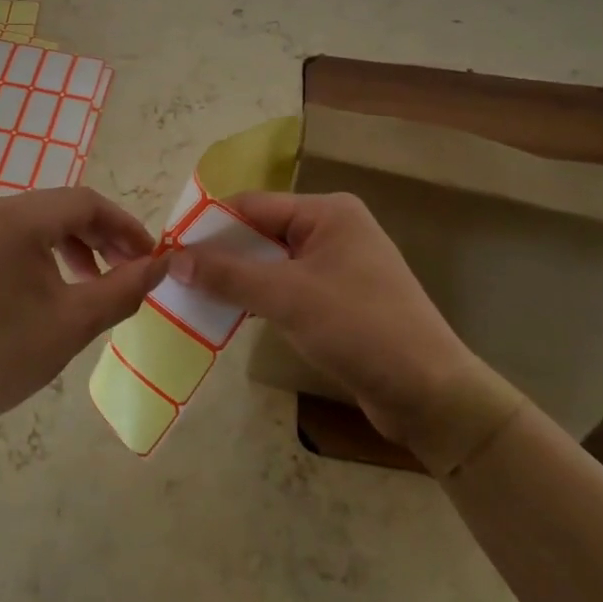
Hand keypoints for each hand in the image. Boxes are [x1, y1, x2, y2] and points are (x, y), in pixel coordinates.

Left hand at [0, 187, 169, 440]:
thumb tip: (162, 265)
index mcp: (16, 218)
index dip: (126, 227)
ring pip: (38, 221)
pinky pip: (13, 235)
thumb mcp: (72, 324)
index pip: (87, 202)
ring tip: (96, 284)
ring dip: (74, 246)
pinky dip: (43, 253)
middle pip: (61, 208)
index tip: (151, 258)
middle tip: (129, 273)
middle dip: (101, 237)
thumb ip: (123, 289)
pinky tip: (55, 286)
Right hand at [169, 190, 479, 448]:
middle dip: (221, 254)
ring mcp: (339, 266)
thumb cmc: (361, 329)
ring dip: (238, 279)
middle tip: (176, 276)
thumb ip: (228, 274)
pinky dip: (260, 298)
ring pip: (272, 263)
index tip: (170, 249)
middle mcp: (334, 230)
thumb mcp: (288, 297)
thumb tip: (172, 259)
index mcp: (328, 212)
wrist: (432, 396)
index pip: (252, 206)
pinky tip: (231, 314)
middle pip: (261, 232)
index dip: (209, 226)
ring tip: (194, 296)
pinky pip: (288, 288)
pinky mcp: (340, 300)